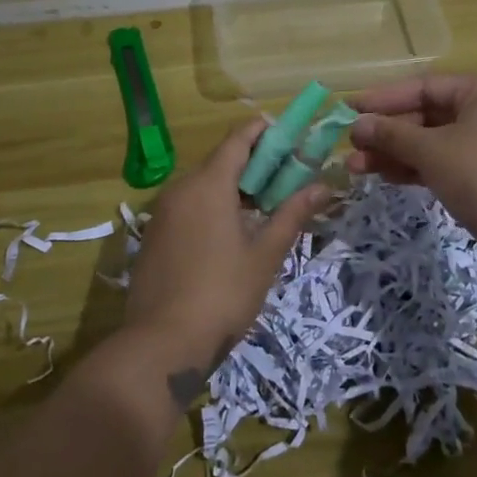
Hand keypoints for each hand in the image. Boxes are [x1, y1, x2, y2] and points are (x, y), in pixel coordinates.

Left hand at [123, 118, 327, 406]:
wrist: (161, 344)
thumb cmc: (223, 294)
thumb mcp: (265, 254)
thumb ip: (292, 214)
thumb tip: (323, 186)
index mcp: (208, 184)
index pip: (238, 139)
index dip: (265, 132)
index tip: (291, 135)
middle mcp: (180, 188)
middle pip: (220, 161)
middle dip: (254, 164)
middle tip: (287, 178)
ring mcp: (162, 213)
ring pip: (202, 186)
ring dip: (233, 188)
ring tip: (264, 207)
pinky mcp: (153, 237)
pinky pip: (187, 207)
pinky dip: (211, 207)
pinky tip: (230, 234)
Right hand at [346, 73, 476, 279]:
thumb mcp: (431, 151)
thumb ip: (391, 133)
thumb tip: (357, 124)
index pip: (424, 86)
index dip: (384, 98)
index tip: (349, 108)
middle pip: (426, 115)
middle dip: (387, 132)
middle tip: (351, 145)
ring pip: (431, 142)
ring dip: (394, 153)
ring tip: (356, 168)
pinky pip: (443, 162)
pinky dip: (415, 168)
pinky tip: (385, 177)